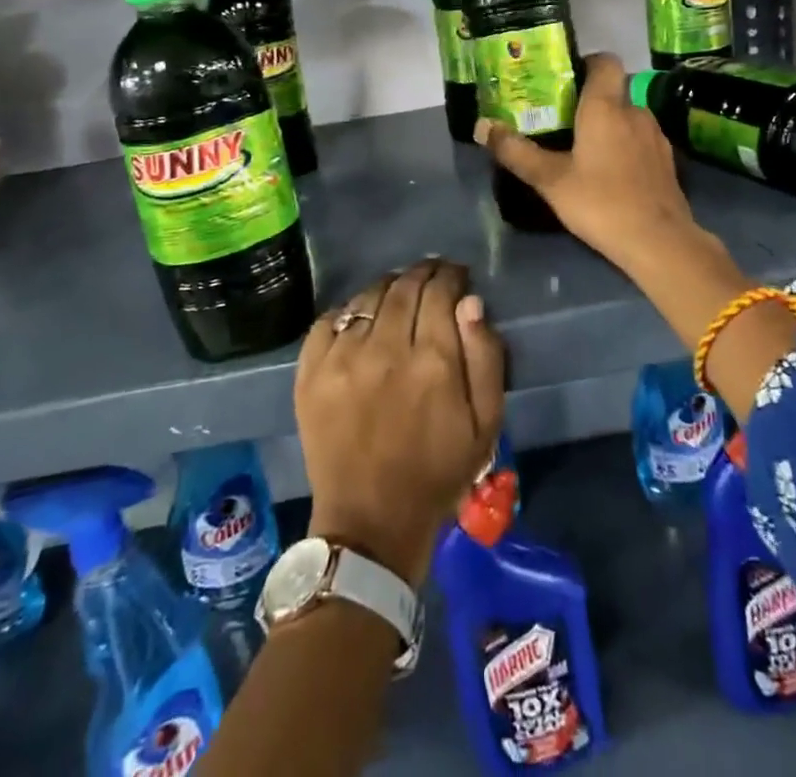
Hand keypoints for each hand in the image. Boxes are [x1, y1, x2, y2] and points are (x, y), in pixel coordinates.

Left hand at [295, 259, 506, 588]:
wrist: (370, 522)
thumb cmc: (438, 472)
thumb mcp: (485, 423)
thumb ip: (485, 357)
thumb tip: (470, 302)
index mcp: (432, 361)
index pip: (440, 292)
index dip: (451, 276)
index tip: (457, 275)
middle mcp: (385, 349)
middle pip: (404, 287)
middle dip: (423, 273)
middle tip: (432, 274)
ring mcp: (342, 358)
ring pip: (368, 297)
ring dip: (389, 287)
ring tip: (399, 292)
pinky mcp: (310, 372)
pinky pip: (329, 319)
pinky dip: (349, 311)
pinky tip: (361, 319)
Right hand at [479, 51, 795, 415]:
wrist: (659, 241)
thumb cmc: (600, 202)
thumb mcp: (550, 180)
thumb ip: (516, 151)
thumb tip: (481, 126)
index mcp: (606, 106)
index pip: (605, 61)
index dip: (586, 63)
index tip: (564, 80)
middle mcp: (635, 111)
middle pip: (613, 91)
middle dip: (589, 101)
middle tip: (562, 121)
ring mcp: (656, 135)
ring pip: (628, 116)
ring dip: (609, 125)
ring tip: (584, 148)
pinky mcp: (667, 160)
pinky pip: (641, 139)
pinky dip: (626, 146)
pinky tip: (611, 172)